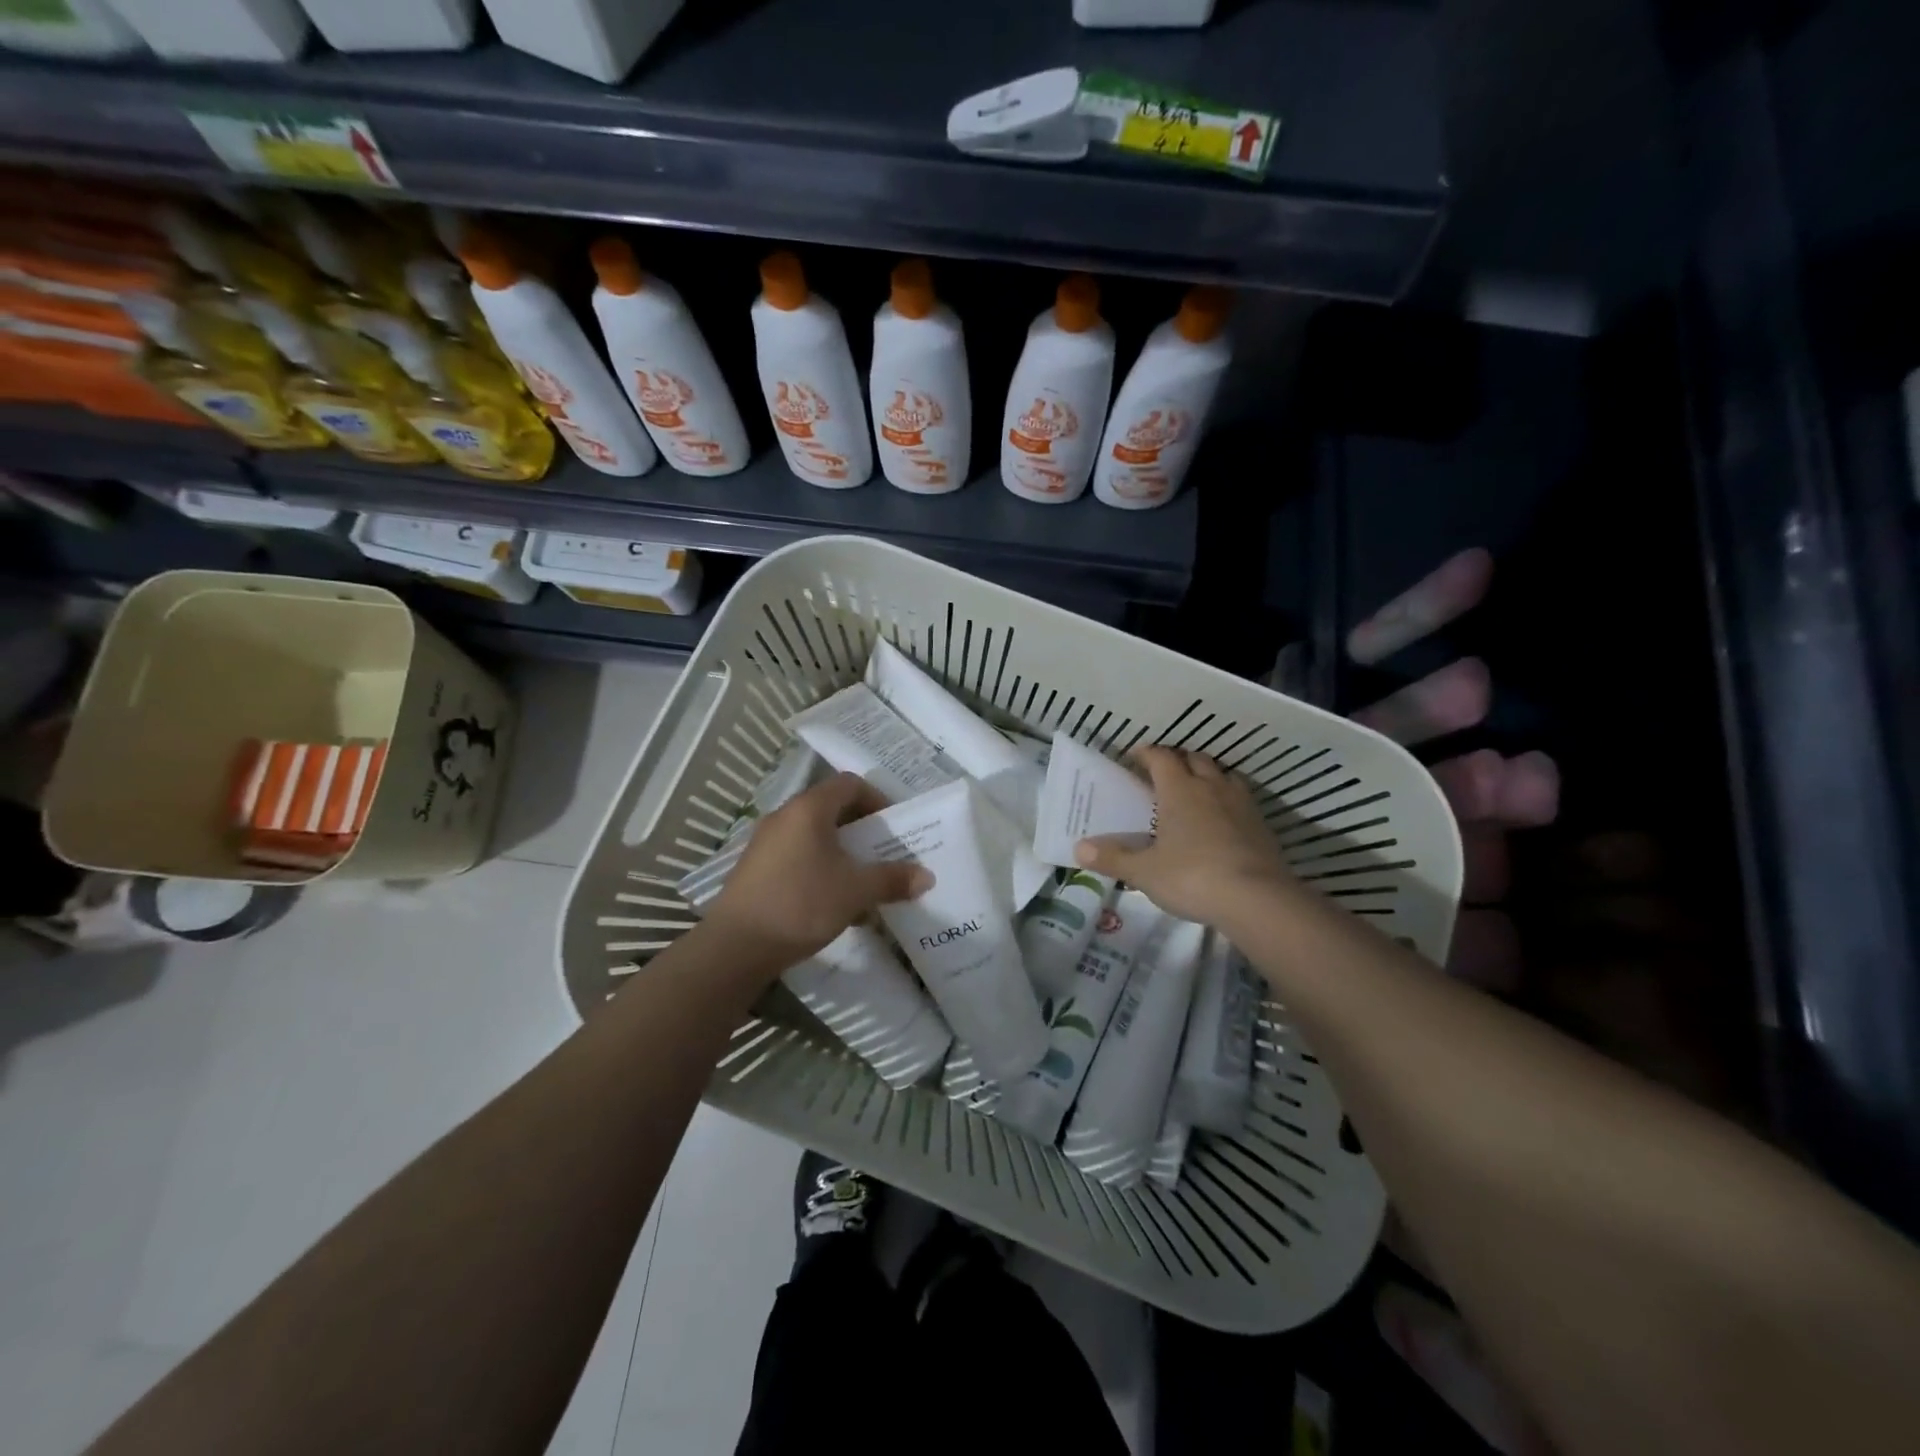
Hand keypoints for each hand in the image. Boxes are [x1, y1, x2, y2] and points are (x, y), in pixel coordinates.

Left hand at [707, 772, 930, 968]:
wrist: (736, 946)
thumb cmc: (801, 904)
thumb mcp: (855, 891)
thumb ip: (892, 880)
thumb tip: (927, 877)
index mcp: (809, 809)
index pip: (850, 784)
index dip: (877, 799)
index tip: (894, 827)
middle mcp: (785, 816)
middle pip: (832, 809)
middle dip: (863, 830)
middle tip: (885, 853)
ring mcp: (766, 842)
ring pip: (815, 835)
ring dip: (842, 852)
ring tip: (862, 880)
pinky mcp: (757, 868)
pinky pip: (798, 855)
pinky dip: (821, 867)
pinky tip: (833, 902)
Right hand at [1075, 747, 1290, 926]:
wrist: (1257, 899)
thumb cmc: (1192, 877)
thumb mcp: (1144, 872)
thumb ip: (1113, 858)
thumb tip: (1079, 849)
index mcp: (1179, 790)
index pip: (1161, 757)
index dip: (1146, 753)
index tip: (1134, 757)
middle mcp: (1211, 787)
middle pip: (1194, 758)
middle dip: (1178, 760)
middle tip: (1163, 774)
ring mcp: (1241, 804)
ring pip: (1223, 774)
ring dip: (1208, 775)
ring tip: (1196, 790)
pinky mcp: (1262, 825)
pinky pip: (1241, 799)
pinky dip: (1228, 800)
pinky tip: (1223, 820)